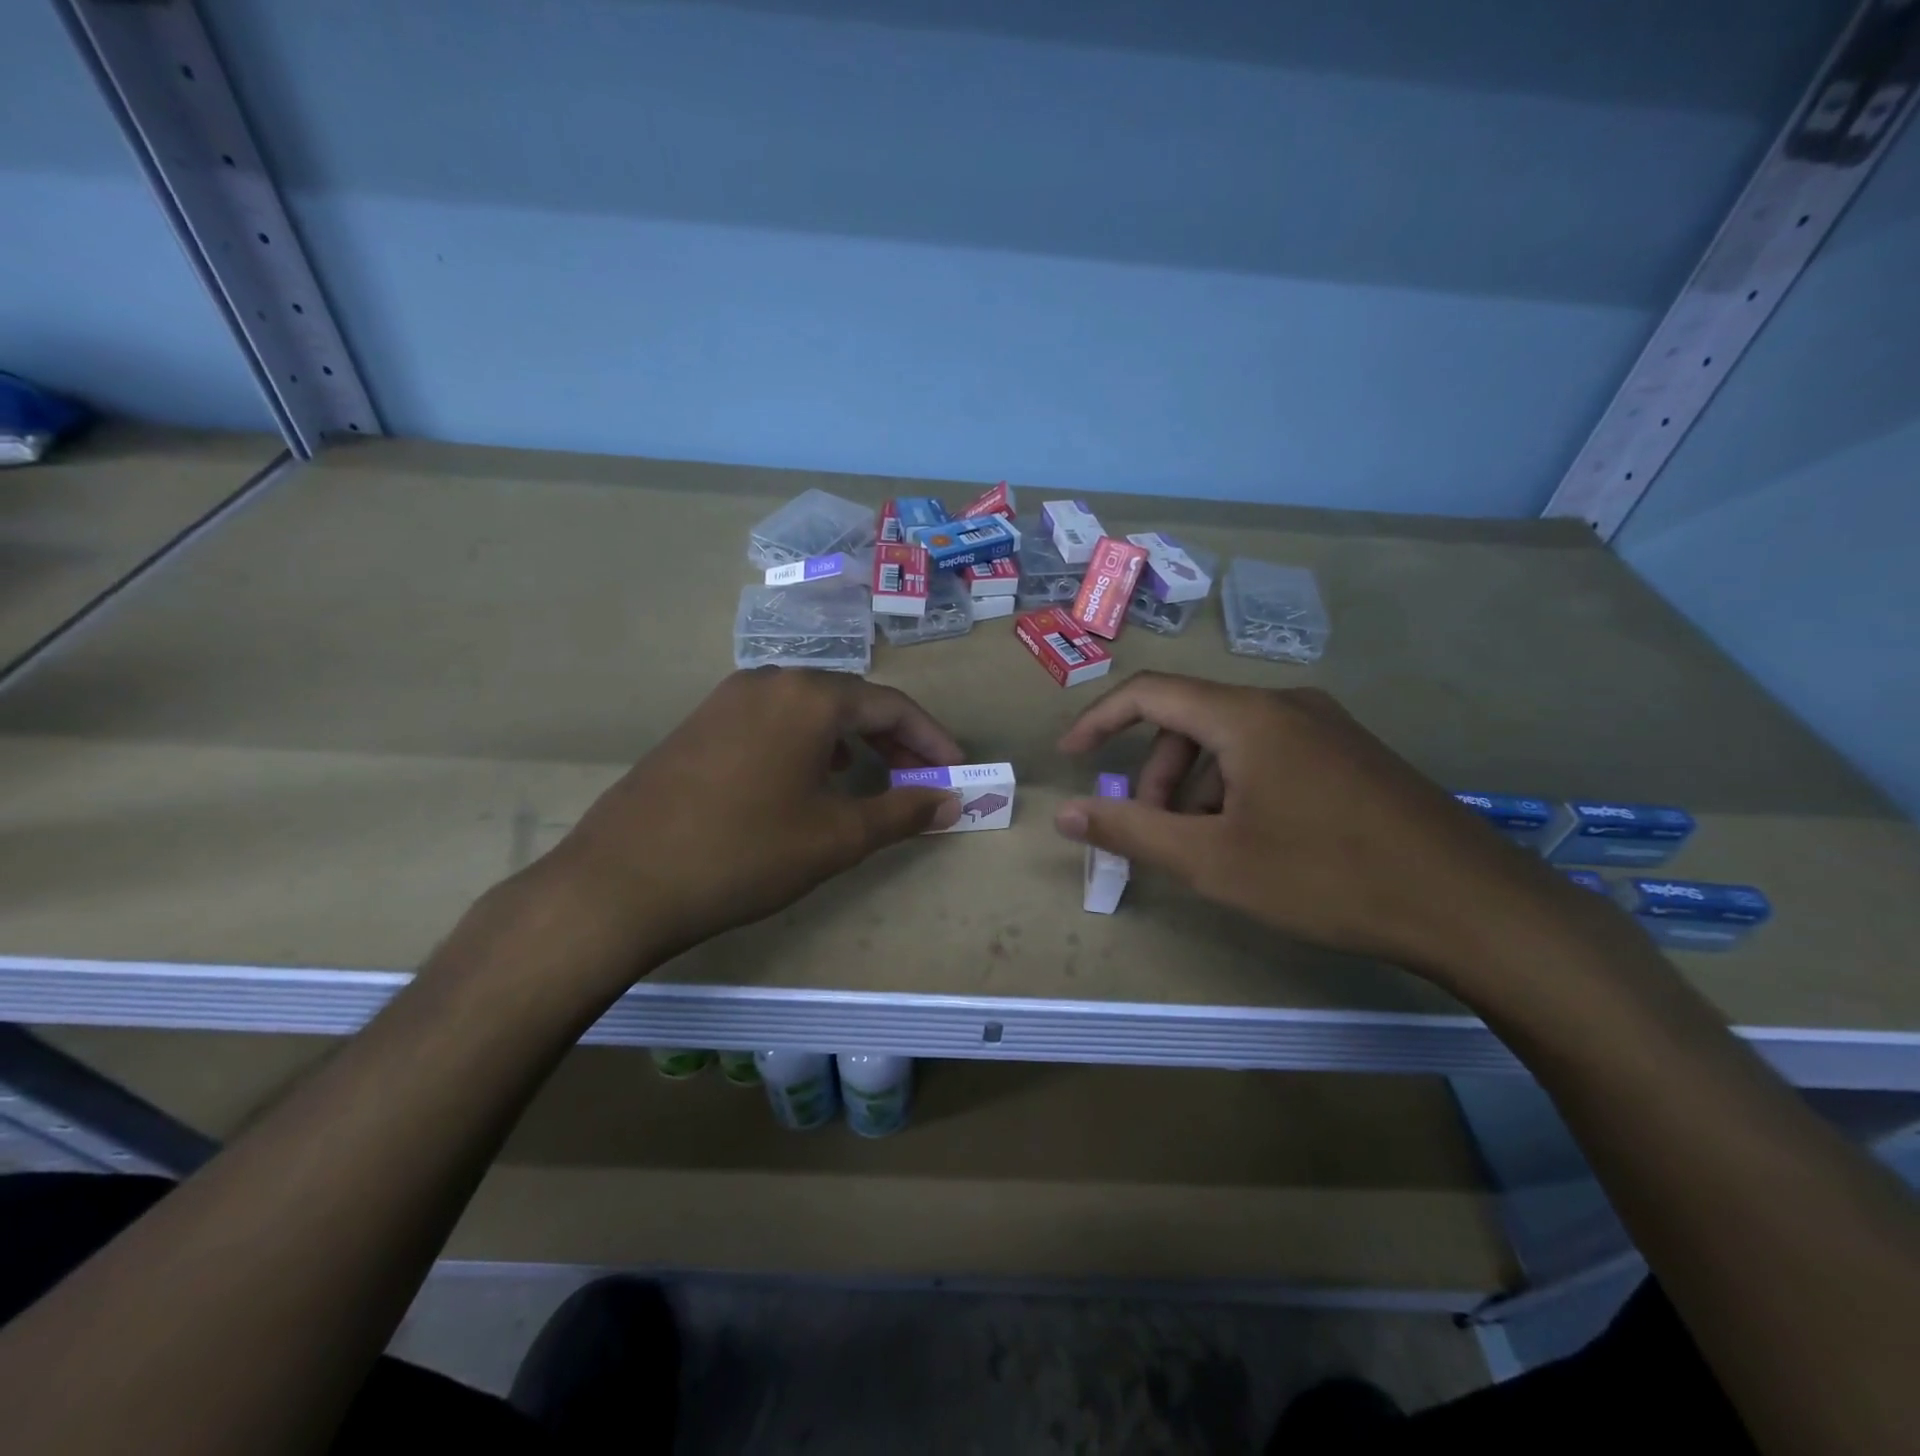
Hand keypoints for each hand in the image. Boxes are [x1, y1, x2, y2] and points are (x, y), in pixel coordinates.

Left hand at [535, 668, 961, 978]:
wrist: (621, 883)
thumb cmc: (745, 854)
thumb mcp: (836, 837)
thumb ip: (902, 811)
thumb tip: (950, 800)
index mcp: (808, 696)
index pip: (891, 705)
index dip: (931, 739)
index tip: (955, 771)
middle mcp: (768, 681)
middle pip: (850, 700)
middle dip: (893, 738)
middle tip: (921, 776)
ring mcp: (726, 699)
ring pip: (809, 709)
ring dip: (850, 738)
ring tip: (871, 775)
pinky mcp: (699, 724)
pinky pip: (773, 721)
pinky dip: (808, 743)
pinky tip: (809, 777)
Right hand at [1052, 672, 1605, 988]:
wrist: (1470, 905)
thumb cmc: (1325, 877)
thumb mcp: (1212, 861)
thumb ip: (1131, 831)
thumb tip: (1065, 813)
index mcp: (1247, 716)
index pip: (1149, 692)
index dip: (1098, 720)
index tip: (1070, 756)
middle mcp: (1285, 704)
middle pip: (1190, 720)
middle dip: (1155, 773)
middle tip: (1153, 830)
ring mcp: (1326, 726)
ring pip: (1231, 740)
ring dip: (1196, 785)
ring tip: (1204, 845)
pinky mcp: (1351, 753)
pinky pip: (1270, 753)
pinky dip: (1237, 786)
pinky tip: (1254, 840)